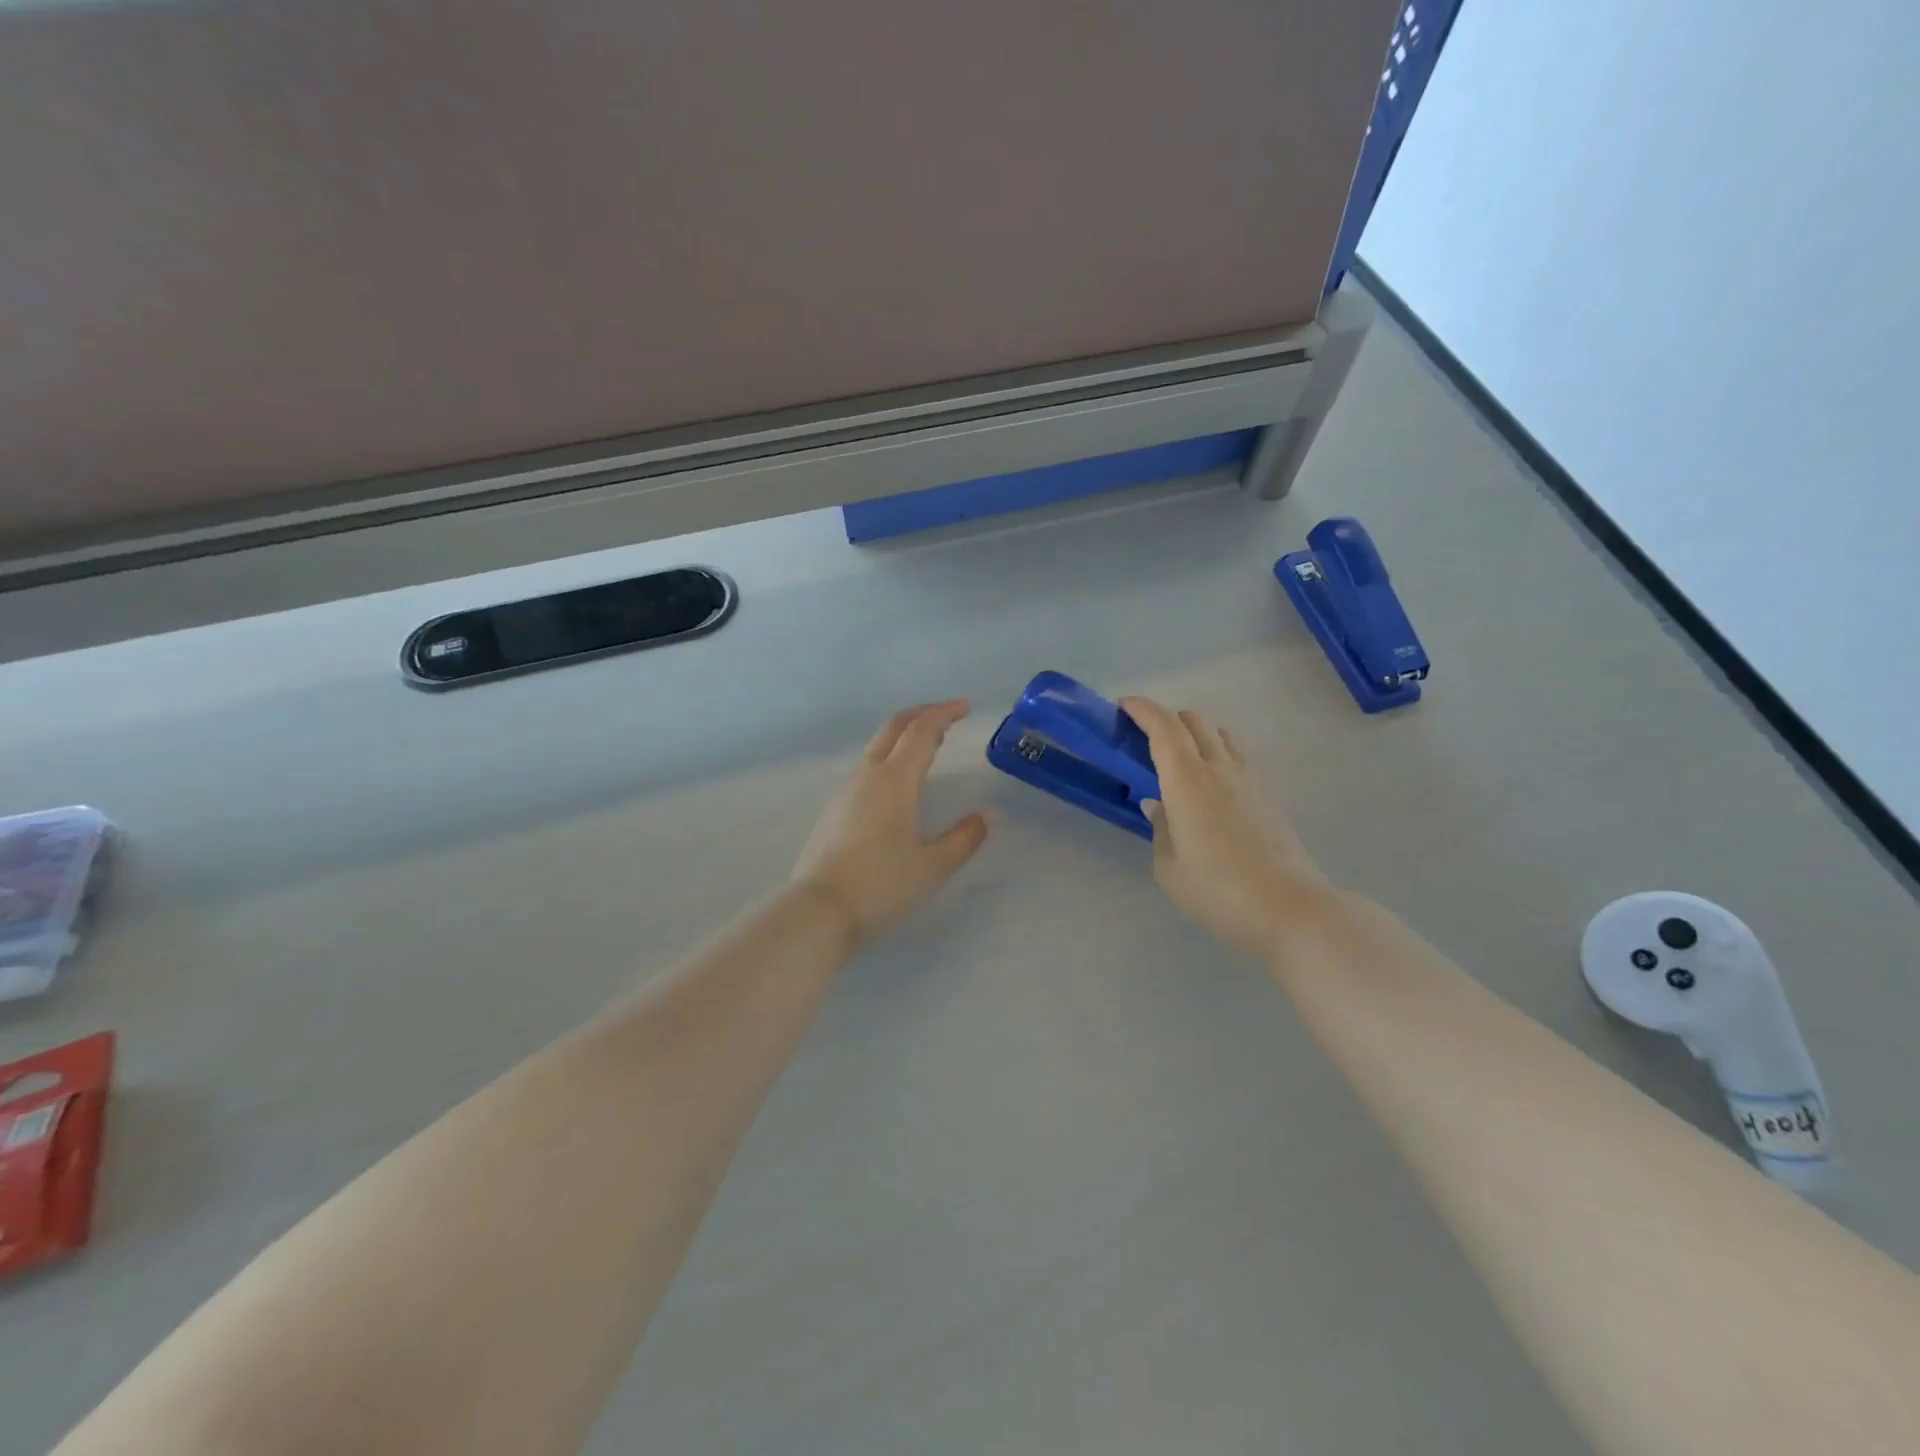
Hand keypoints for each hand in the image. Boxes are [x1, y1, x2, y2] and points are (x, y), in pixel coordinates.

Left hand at [791, 700, 989, 945]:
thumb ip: (963, 839)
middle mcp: (868, 775)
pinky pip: (867, 768)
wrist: (818, 911)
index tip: (965, 707)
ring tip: (928, 747)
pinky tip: (899, 784)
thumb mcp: (933, 866)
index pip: (922, 731)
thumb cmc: (881, 886)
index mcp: (895, 780)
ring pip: (877, 747)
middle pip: (894, 728)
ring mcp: (846, 791)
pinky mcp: (834, 809)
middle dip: (922, 714)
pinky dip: (890, 758)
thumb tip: (984, 817)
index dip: (944, 713)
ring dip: (904, 736)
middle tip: (948, 716)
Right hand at [1120, 697, 1329, 955]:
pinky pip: (1237, 756)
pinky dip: (1216, 753)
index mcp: (1187, 781)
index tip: (1123, 706)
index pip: (1163, 727)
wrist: (1290, 909)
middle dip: (1164, 719)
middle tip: (1143, 739)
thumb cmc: (1218, 890)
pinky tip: (1209, 785)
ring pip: (1219, 734)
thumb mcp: (1169, 868)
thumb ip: (1160, 828)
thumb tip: (1157, 804)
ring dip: (1194, 734)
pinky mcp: (1267, 796)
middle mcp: (1219, 769)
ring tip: (1178, 761)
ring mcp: (1248, 780)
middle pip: (1193, 721)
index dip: (1142, 709)